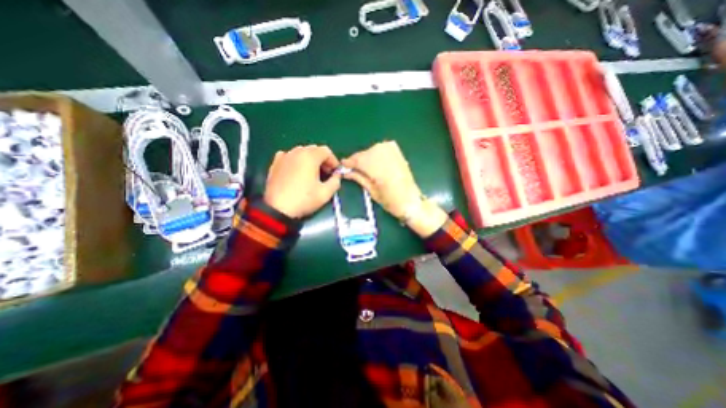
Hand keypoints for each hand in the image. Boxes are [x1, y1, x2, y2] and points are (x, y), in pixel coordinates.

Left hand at [265, 145, 340, 217]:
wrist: (277, 209)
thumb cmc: (304, 199)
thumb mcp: (325, 193)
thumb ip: (336, 181)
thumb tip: (337, 176)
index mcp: (310, 157)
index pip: (326, 151)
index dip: (333, 161)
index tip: (335, 172)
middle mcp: (296, 152)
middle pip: (314, 149)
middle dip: (322, 160)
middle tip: (326, 173)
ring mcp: (284, 157)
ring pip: (301, 152)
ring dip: (310, 159)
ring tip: (312, 173)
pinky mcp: (275, 163)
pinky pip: (289, 156)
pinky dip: (296, 161)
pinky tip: (297, 171)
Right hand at [340, 140, 448, 237]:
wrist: (411, 201)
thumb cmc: (391, 201)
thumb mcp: (372, 192)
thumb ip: (359, 178)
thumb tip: (347, 172)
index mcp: (377, 168)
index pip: (358, 160)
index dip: (349, 162)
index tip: (343, 165)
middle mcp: (384, 156)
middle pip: (364, 154)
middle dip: (357, 161)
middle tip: (352, 169)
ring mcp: (393, 152)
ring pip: (372, 150)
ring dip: (366, 157)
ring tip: (364, 168)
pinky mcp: (398, 152)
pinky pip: (381, 148)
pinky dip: (375, 154)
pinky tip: (374, 162)